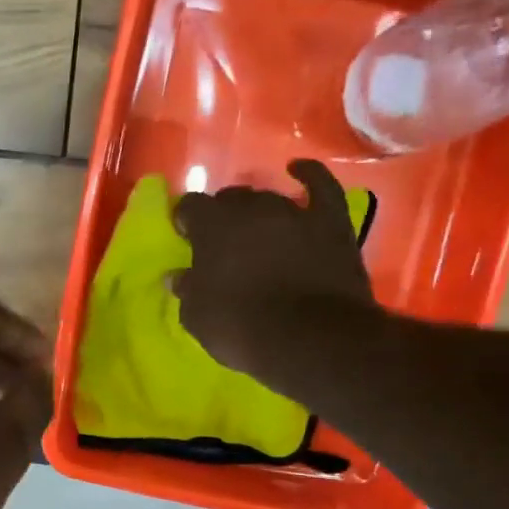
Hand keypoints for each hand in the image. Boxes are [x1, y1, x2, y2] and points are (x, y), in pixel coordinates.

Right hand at [172, 159, 377, 384]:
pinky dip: (310, 176)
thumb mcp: (197, 316)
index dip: (186, 221)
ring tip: (256, 229)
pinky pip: (321, 187)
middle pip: (231, 199)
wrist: (310, 337)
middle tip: (223, 243)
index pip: (190, 206)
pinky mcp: (330, 222)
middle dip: (223, 217)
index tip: (187, 239)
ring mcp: (293, 211)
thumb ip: (187, 289)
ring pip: (269, 197)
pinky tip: (299, 170)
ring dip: (258, 211)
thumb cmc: (241, 327)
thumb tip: (177, 276)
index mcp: (212, 224)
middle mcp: (251, 207)